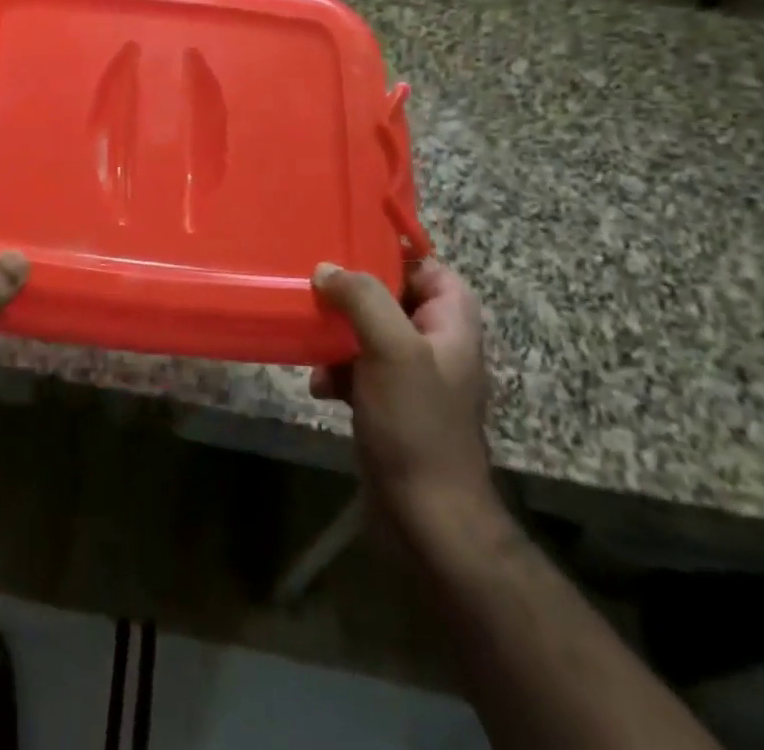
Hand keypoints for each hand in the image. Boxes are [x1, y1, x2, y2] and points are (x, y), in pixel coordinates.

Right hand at [310, 258, 496, 536]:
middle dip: (350, 295)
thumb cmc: (417, 423)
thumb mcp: (392, 349)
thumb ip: (363, 299)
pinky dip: (335, 370)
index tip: (347, 246)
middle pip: (390, 297)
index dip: (393, 255)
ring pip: (367, 330)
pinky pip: (356, 367)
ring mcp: (411, 375)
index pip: (429, 268)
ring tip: (312, 343)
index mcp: (451, 324)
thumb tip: (327, 269)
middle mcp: (435, 343)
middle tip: (315, 287)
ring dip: (335, 335)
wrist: (426, 516)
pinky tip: (318, 385)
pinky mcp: (388, 402)